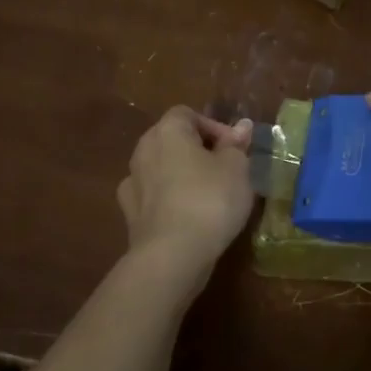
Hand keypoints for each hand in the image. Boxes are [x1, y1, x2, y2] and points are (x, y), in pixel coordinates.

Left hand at [117, 106, 255, 285]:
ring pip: (161, 168)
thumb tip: (241, 126)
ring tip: (208, 195)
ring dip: (181, 175)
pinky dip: (168, 199)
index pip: (188, 114)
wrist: (172, 255)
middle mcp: (143, 150)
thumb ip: (236, 144)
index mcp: (168, 131)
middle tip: (225, 169)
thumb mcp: (237, 168)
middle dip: (197, 150)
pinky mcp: (129, 214)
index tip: (235, 149)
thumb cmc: (210, 200)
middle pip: (172, 139)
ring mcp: (132, 182)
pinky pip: (152, 195)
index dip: (213, 127)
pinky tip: (185, 215)